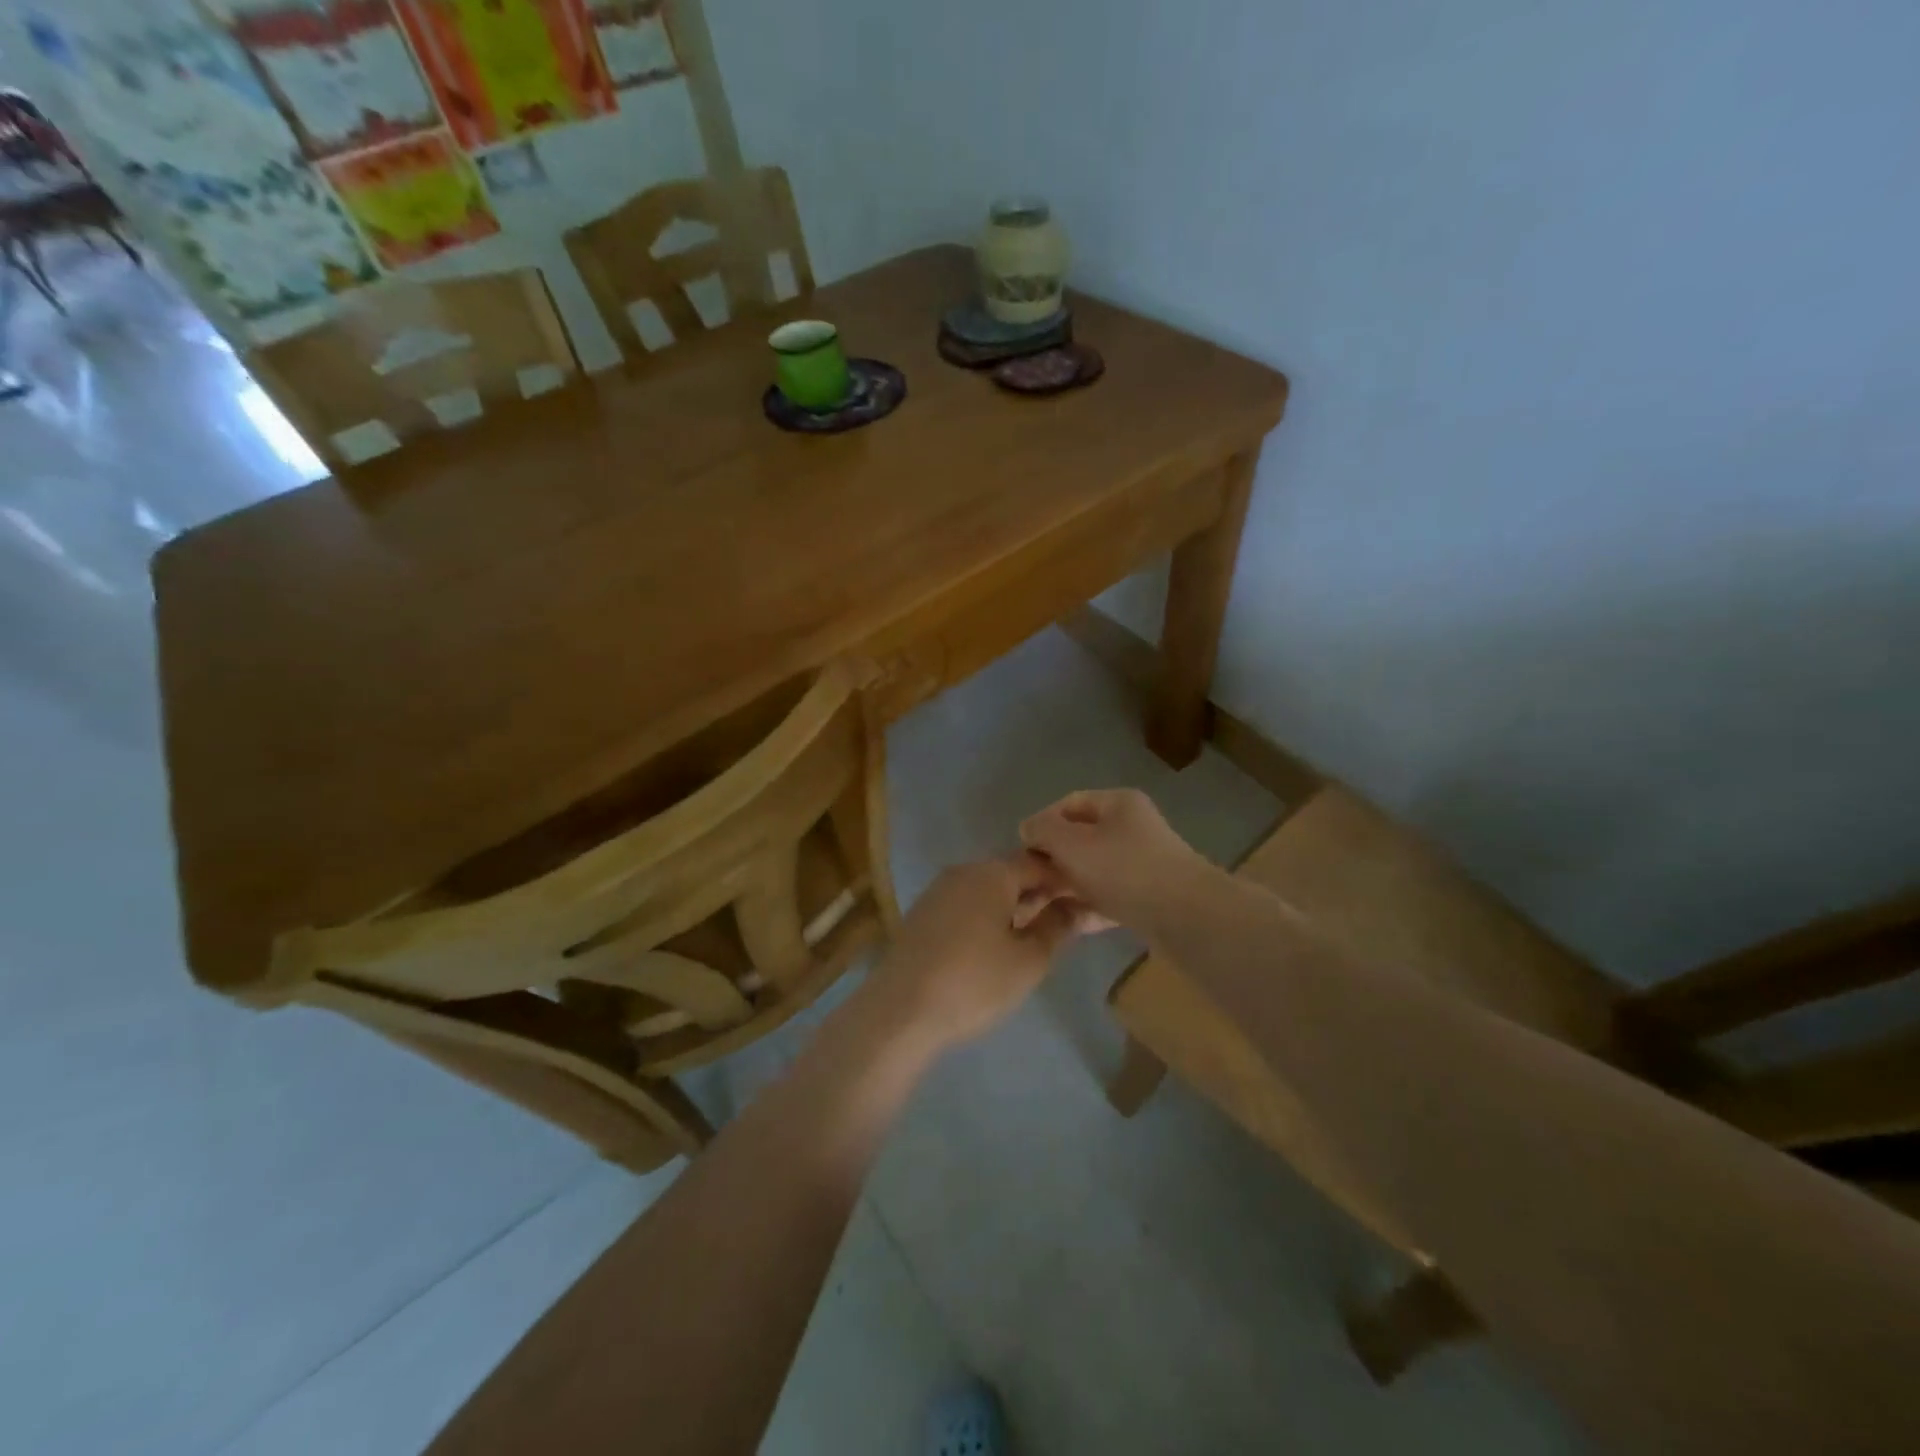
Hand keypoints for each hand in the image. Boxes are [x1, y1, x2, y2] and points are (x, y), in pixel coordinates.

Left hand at [864, 858, 1084, 1051]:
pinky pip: (965, 904)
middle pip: (1011, 872)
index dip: (1066, 880)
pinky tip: (996, 945)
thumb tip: (1077, 906)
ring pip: (987, 889)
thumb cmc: (974, 982)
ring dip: (1013, 905)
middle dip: (1039, 893)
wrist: (900, 1011)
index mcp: (992, 873)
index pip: (1040, 862)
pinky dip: (987, 916)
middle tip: (1066, 922)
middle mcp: (963, 871)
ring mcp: (938, 891)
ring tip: (1034, 937)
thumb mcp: (1029, 960)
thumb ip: (1057, 927)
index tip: (1088, 902)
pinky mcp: (922, 914)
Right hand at [1017, 788, 1213, 932]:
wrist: (1186, 917)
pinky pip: (1106, 898)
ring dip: (1062, 888)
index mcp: (1118, 804)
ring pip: (1090, 872)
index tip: (1020, 850)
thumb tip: (1028, 828)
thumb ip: (1043, 831)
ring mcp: (1140, 865)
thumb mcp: (1073, 844)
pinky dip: (1084, 908)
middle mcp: (1131, 829)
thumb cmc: (1124, 869)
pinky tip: (1062, 924)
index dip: (1041, 823)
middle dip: (1049, 861)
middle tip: (1024, 886)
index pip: (1068, 804)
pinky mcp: (1146, 899)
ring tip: (1035, 910)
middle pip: (1079, 840)